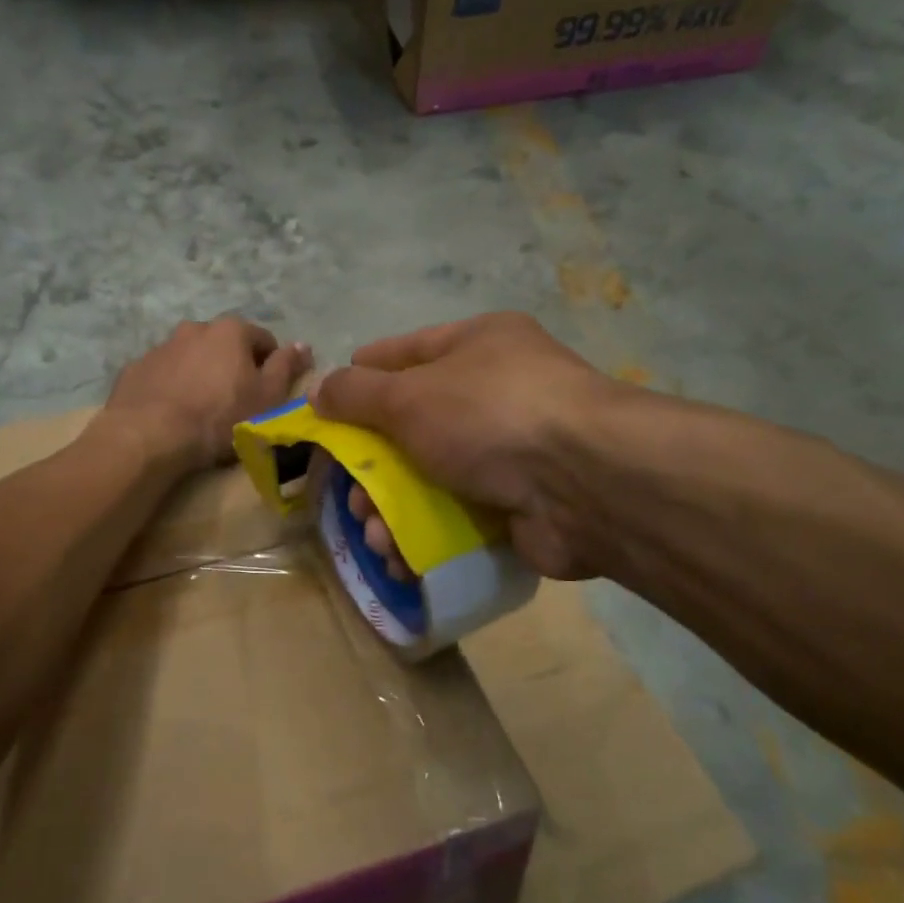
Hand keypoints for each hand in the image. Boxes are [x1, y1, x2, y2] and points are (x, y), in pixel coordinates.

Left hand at [104, 317, 310, 471]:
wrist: (150, 435)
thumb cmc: (219, 416)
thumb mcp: (267, 397)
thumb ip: (286, 367)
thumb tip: (304, 345)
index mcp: (231, 330)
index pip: (263, 340)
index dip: (271, 365)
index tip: (268, 393)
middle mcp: (194, 328)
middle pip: (224, 345)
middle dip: (232, 366)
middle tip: (235, 401)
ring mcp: (161, 346)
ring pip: (191, 357)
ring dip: (200, 374)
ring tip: (201, 409)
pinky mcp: (135, 368)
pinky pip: (163, 374)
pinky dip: (171, 386)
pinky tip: (172, 413)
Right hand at [313, 313, 643, 578]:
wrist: (586, 484)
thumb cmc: (490, 417)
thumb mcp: (410, 395)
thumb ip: (356, 393)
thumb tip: (317, 390)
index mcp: (476, 345)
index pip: (401, 353)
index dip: (358, 380)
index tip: (323, 412)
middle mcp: (494, 391)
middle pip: (410, 426)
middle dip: (371, 467)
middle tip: (351, 496)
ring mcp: (509, 450)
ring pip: (428, 477)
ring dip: (391, 509)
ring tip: (374, 536)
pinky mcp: (516, 502)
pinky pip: (454, 515)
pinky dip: (423, 535)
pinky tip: (400, 556)